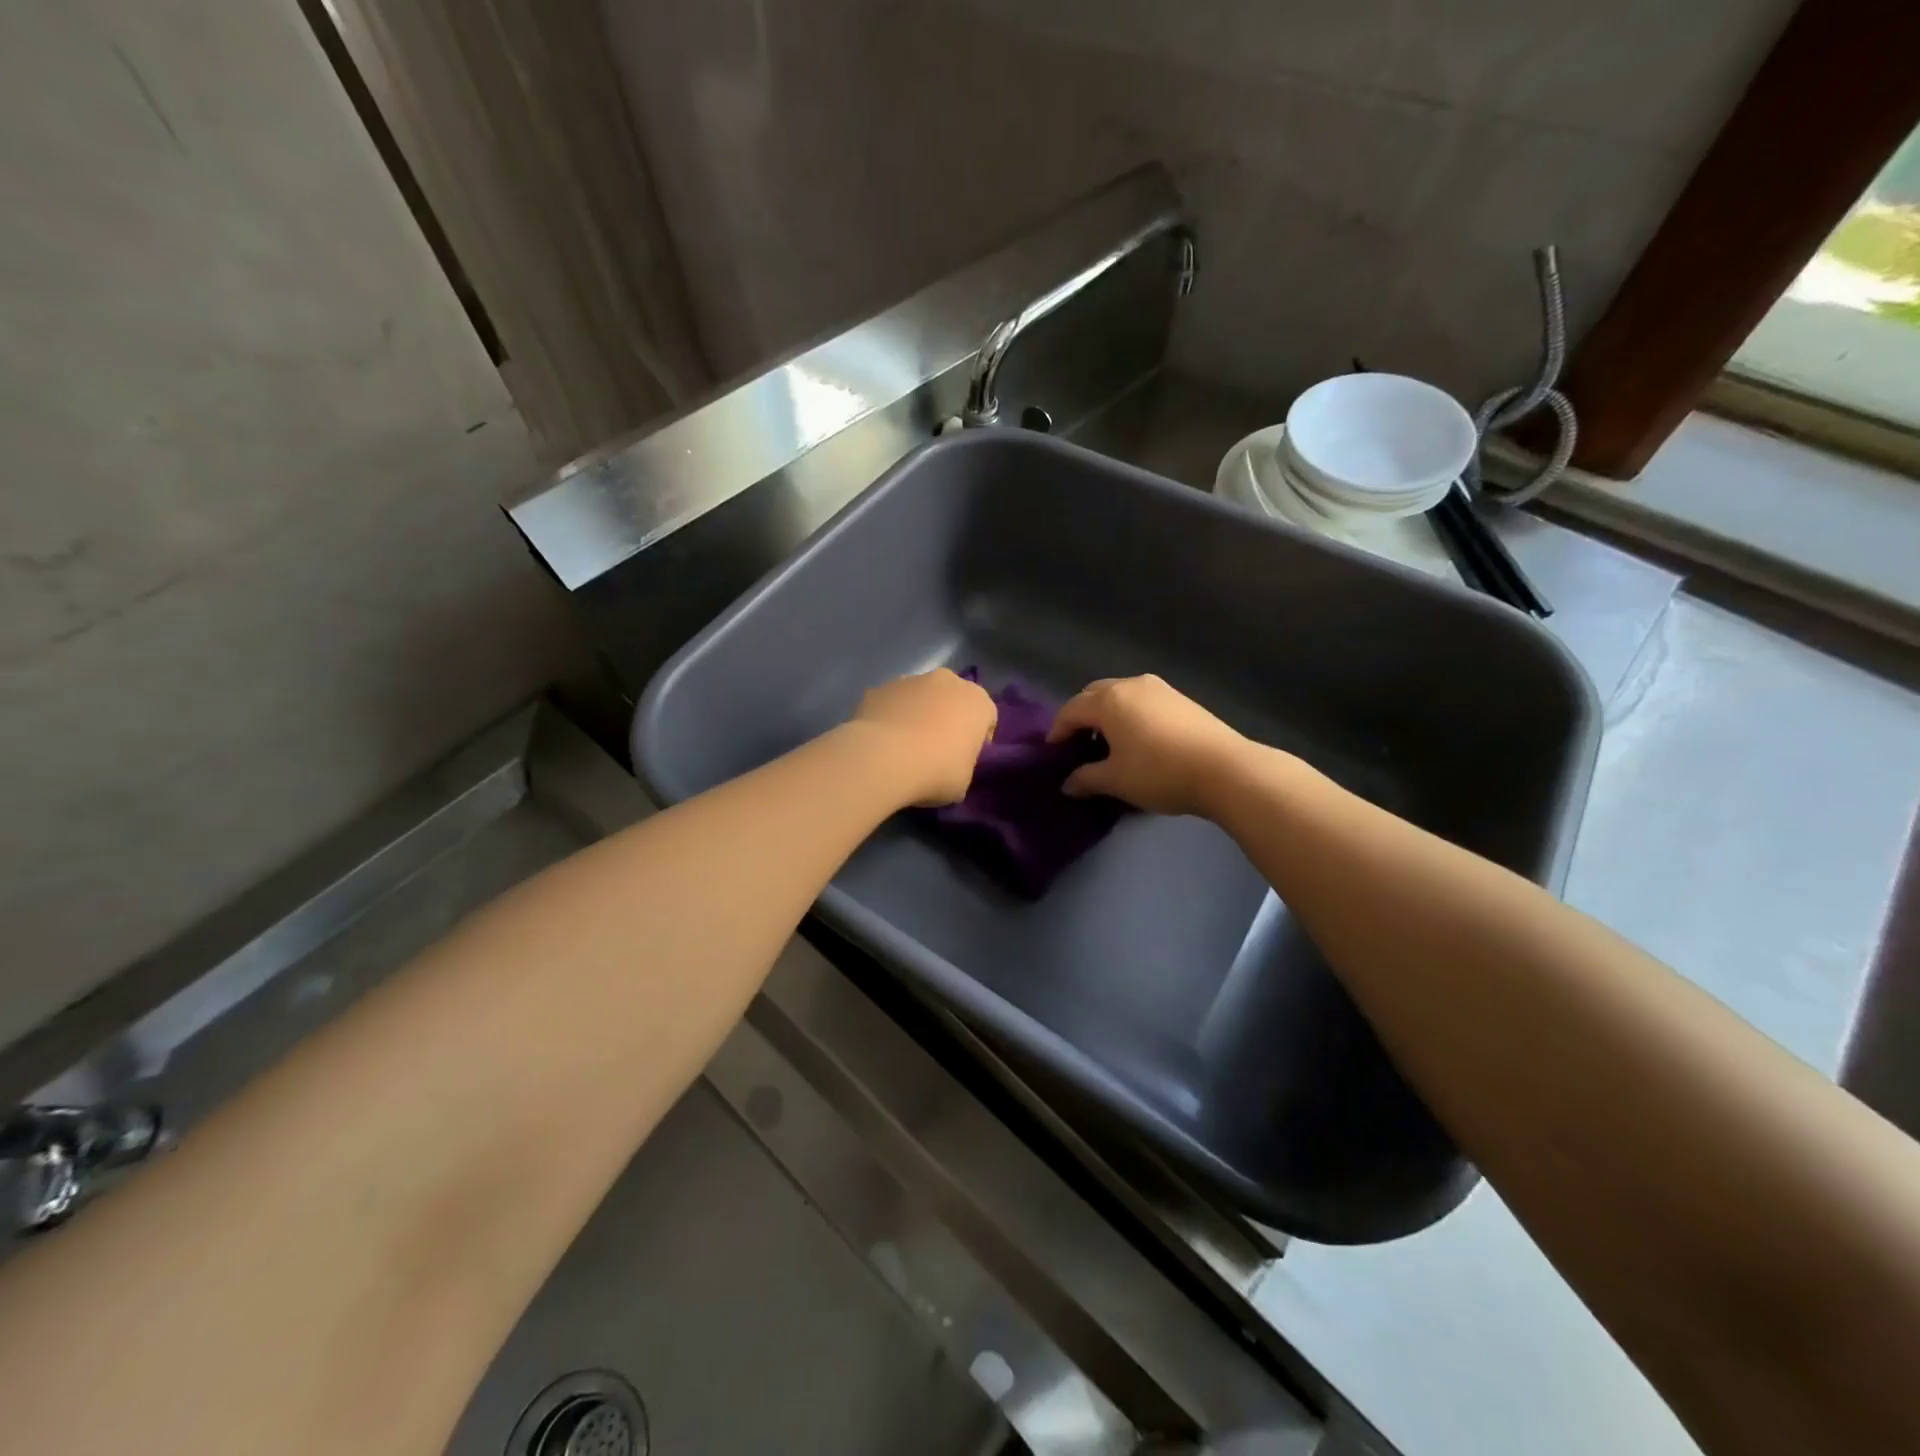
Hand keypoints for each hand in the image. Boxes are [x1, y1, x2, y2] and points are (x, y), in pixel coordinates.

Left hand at [849, 668, 997, 806]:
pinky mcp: (879, 688)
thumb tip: (950, 764)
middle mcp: (947, 681)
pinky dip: (890, 717)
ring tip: (904, 747)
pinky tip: (882, 742)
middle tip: (936, 750)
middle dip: (947, 719)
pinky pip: (892, 704)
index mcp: (977, 701)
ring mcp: (910, 680)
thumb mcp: (964, 780)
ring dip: (917, 715)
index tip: (966, 759)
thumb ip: (963, 764)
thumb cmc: (936, 771)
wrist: (883, 759)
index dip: (978, 740)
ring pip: (920, 698)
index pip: (986, 718)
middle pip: (953, 700)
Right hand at [1048, 675, 1249, 816]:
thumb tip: (1067, 784)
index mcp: (1108, 700)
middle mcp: (1131, 685)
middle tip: (1078, 743)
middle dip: (1081, 716)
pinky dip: (1130, 714)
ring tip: (1107, 742)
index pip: (1071, 710)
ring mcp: (1159, 689)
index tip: (1053, 753)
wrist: (1225, 769)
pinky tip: (1137, 739)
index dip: (1057, 731)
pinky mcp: (1181, 699)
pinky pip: (1142, 701)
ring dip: (1107, 713)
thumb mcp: (1116, 780)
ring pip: (1120, 694)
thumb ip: (1086, 779)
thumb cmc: (1159, 772)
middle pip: (1094, 694)